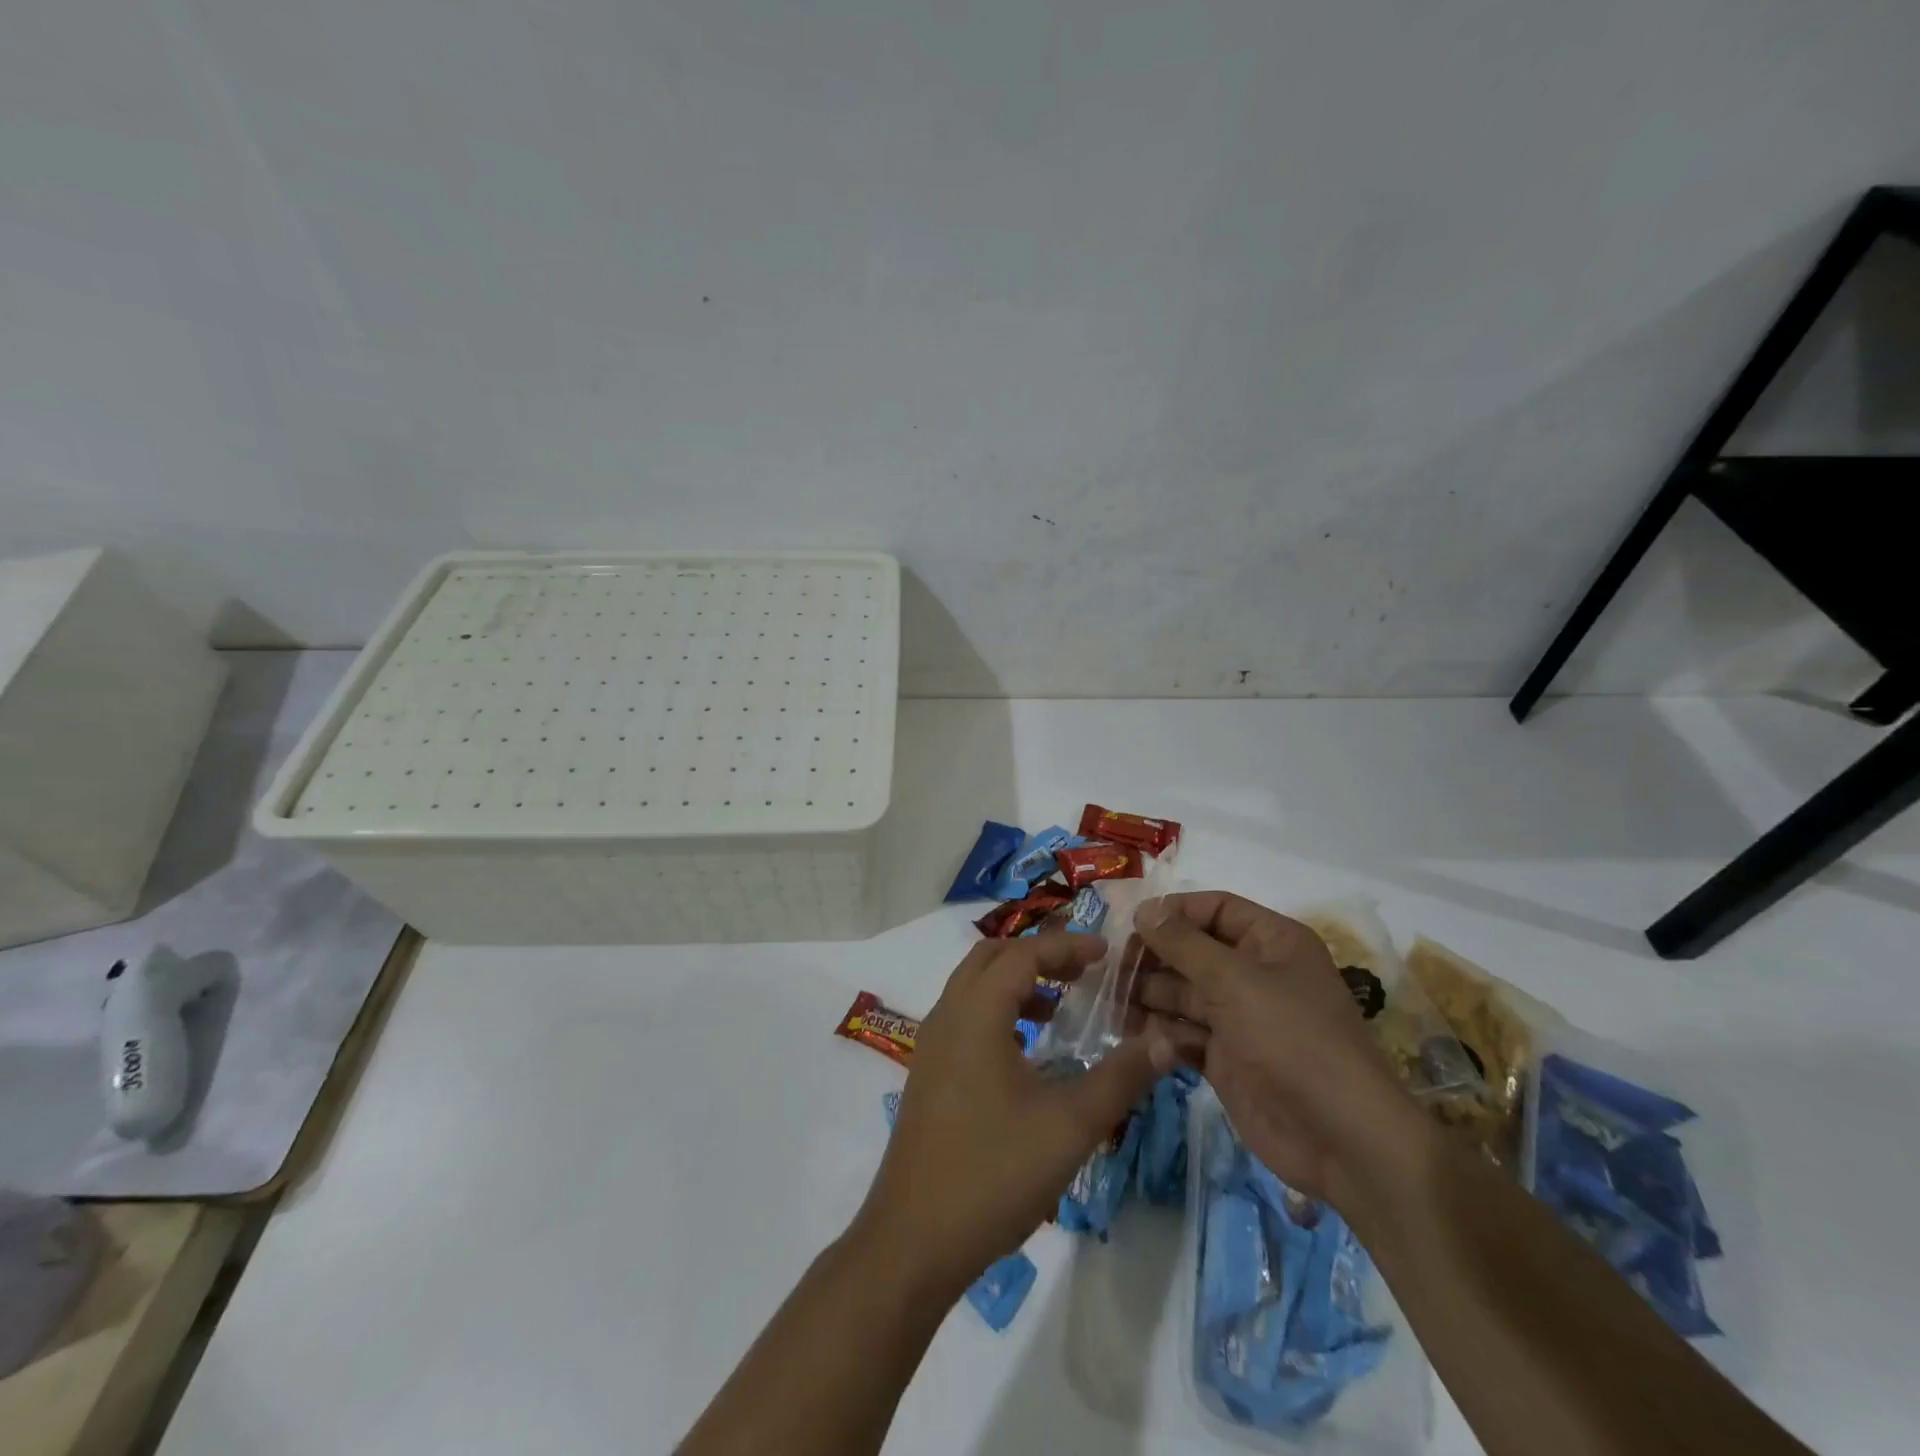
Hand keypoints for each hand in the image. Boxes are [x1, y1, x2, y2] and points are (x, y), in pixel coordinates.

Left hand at [852, 933, 1178, 1297]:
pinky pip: (965, 1017)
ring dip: (1016, 983)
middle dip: (1038, 954)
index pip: (1022, 954)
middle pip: (991, 958)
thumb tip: (1166, 1040)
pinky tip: (1028, 1051)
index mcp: (976, 1014)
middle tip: (1082, 970)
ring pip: (973, 987)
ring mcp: (932, 1046)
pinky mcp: (928, 1073)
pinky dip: (998, 1012)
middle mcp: (947, 1016)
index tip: (1105, 952)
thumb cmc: (994, 1174)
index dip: (1066, 946)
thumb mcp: (1070, 1126)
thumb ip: (1121, 1078)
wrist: (914, 1240)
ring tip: (1060, 1007)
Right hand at [1131, 892, 1425, 1205]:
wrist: (1340, 1139)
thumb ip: (1183, 943)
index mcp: (1271, 942)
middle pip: (1191, 952)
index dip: (1173, 912)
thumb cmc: (1292, 1039)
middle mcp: (1254, 974)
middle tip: (1110, 970)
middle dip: (1152, 959)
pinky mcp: (1226, 1058)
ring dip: (1148, 997)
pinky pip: (1185, 1034)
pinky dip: (1163, 1036)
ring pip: (1182, 994)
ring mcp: (1239, 1018)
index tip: (1130, 925)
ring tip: (1113, 1005)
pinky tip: (1144, 1042)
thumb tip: (1145, 910)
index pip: (1214, 909)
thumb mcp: (1235, 980)